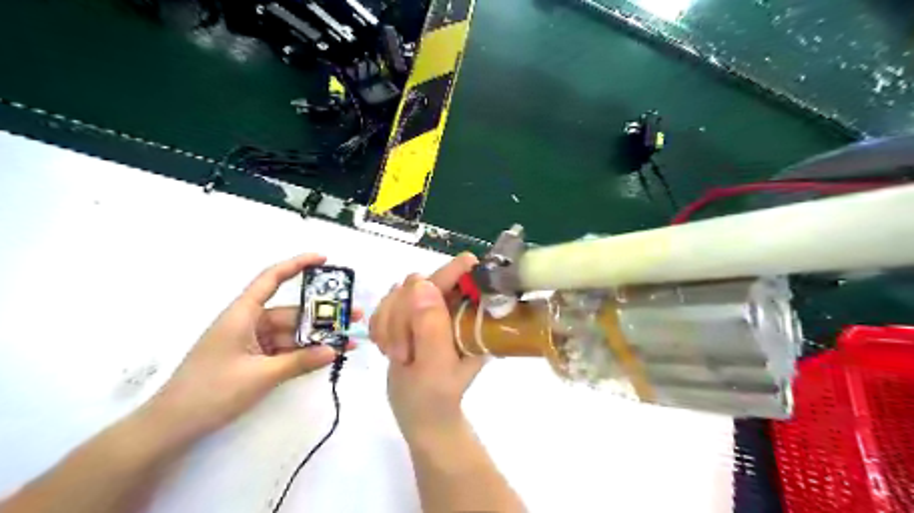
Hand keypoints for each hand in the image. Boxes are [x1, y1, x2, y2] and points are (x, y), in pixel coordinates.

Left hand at [145, 255, 359, 442]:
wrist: (171, 428)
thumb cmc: (211, 392)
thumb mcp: (260, 376)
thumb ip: (300, 362)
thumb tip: (334, 350)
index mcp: (242, 314)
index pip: (271, 279)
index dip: (297, 265)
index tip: (324, 259)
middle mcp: (249, 323)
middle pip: (291, 312)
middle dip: (322, 315)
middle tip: (354, 316)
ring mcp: (251, 342)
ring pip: (291, 333)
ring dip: (317, 337)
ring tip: (348, 341)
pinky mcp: (253, 360)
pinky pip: (285, 350)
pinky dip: (305, 352)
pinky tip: (327, 355)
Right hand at [369, 255, 487, 442]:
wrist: (419, 414)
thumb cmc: (435, 398)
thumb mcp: (436, 366)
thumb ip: (431, 327)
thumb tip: (422, 282)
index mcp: (471, 316)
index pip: (464, 277)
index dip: (447, 274)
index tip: (422, 287)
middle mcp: (452, 306)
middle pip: (420, 282)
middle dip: (403, 315)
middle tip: (402, 352)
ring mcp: (429, 308)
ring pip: (398, 292)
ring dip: (389, 324)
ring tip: (398, 355)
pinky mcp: (408, 314)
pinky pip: (385, 304)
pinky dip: (380, 325)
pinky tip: (387, 347)